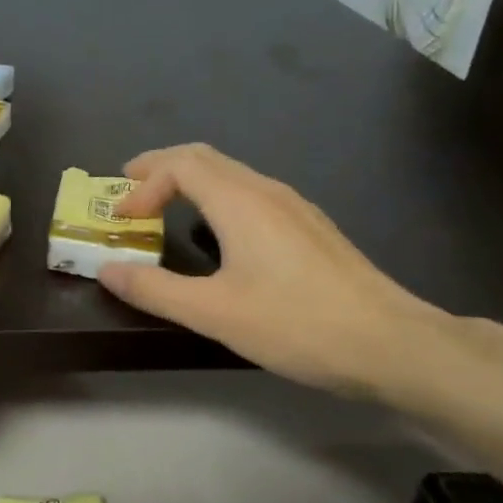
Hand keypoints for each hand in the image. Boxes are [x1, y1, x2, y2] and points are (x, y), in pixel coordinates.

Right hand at [99, 144, 450, 395]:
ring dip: (188, 182)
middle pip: (203, 157)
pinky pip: (248, 192)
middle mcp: (266, 191)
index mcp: (240, 201)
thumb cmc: (298, 323)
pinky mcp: (309, 227)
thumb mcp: (213, 312)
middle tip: (128, 192)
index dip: (142, 186)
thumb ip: (154, 289)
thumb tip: (108, 270)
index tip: (122, 220)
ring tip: (162, 208)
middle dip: (159, 169)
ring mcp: (293, 207)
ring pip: (229, 173)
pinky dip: (214, 197)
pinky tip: (215, 232)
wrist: (394, 345)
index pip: (178, 165)